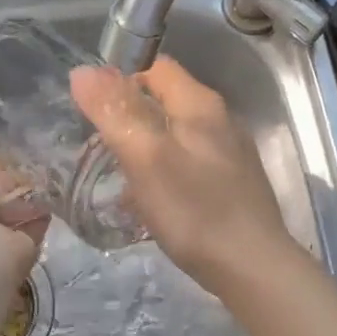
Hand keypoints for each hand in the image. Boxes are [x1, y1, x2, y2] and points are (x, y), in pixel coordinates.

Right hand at [71, 57, 297, 290]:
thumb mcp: (146, 157)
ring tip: (117, 175)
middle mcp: (220, 120)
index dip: (122, 77)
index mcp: (200, 104)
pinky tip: (150, 202)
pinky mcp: (232, 184)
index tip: (94, 107)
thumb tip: (83, 71)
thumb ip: (115, 112)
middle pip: (166, 101)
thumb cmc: (195, 210)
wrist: (253, 268)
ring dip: (146, 147)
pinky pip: (188, 165)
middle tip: (98, 144)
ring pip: (176, 135)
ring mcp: (230, 153)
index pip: (157, 67)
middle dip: (130, 115)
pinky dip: (164, 173)